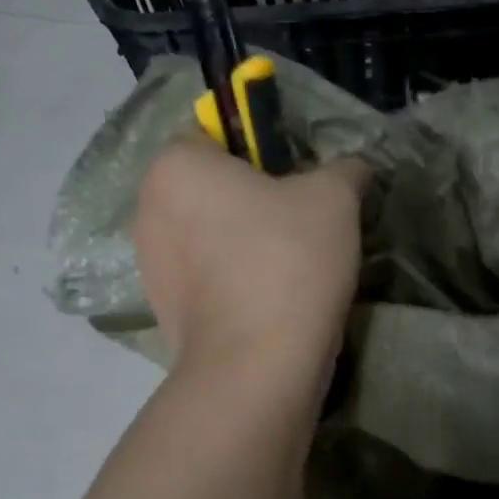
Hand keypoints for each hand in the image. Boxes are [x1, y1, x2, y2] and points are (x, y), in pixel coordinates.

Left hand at [131, 138, 365, 373]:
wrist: (258, 366)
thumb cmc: (289, 262)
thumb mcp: (335, 198)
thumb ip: (345, 168)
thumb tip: (351, 168)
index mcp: (176, 165)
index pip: (217, 132)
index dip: (263, 149)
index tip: (299, 180)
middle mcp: (147, 207)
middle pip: (210, 186)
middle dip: (252, 198)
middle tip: (302, 223)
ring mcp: (148, 263)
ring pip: (207, 233)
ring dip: (241, 241)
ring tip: (288, 267)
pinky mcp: (162, 309)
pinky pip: (204, 275)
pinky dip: (232, 279)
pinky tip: (269, 299)